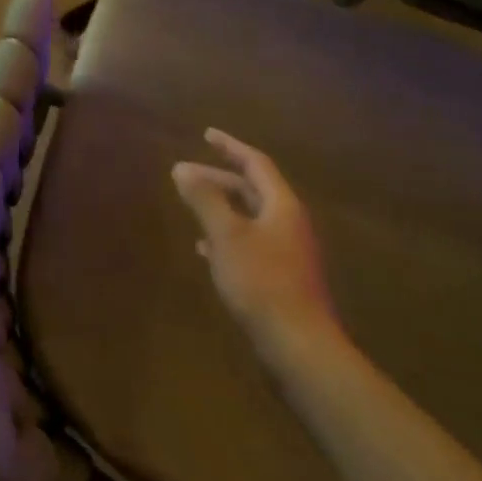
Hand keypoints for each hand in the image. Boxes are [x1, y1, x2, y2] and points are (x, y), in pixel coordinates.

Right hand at [171, 129, 340, 357]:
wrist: (299, 346)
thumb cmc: (262, 282)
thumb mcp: (226, 235)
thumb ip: (204, 199)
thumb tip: (182, 169)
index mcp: (282, 206)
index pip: (256, 164)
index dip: (230, 146)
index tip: (206, 134)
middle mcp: (288, 224)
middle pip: (252, 190)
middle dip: (218, 178)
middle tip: (184, 173)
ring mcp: (286, 252)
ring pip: (249, 217)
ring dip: (220, 206)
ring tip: (190, 204)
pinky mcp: (280, 277)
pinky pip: (249, 242)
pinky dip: (225, 235)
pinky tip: (204, 248)